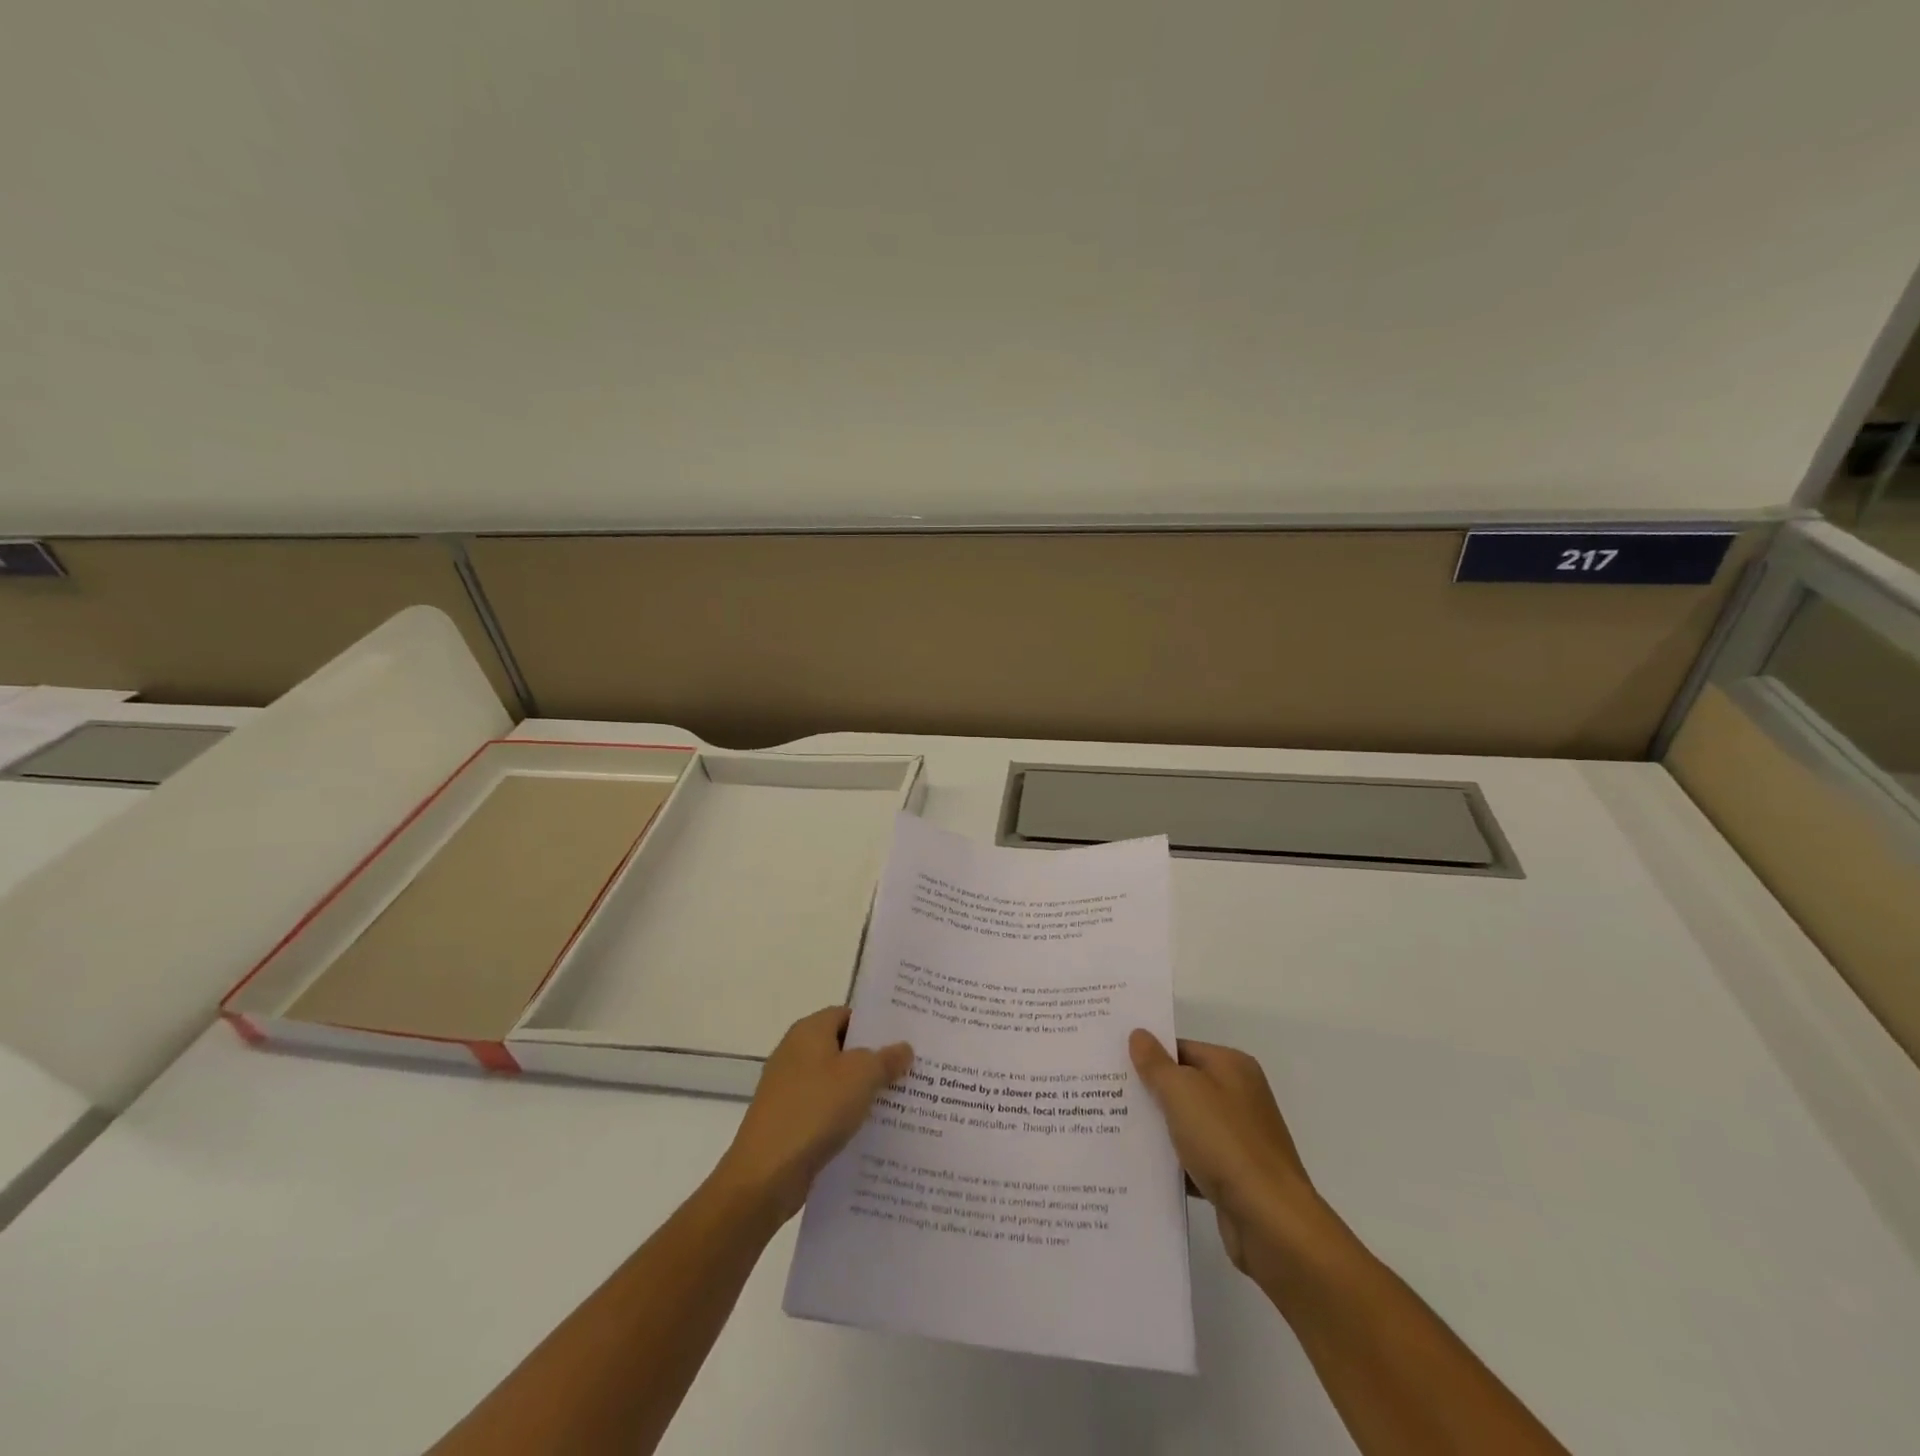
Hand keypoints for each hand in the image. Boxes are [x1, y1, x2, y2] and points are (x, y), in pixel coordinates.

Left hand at [712, 1006, 911, 1226]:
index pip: (847, 1014)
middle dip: (874, 1059)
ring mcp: (789, 1089)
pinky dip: (846, 1116)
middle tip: (911, 1069)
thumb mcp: (861, 1076)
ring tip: (900, 1101)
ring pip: (835, 1082)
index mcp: (809, 1031)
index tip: (904, 1037)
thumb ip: (885, 1059)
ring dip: (862, 1091)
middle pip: (842, 1048)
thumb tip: (903, 1048)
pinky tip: (872, 1131)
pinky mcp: (788, 1122)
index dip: (876, 1024)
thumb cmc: (815, 1110)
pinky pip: (825, 1110)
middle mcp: (795, 1053)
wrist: (765, 1175)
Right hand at [1129, 1030, 1332, 1283]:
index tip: (1111, 1063)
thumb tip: (1139, 1034)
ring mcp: (1238, 1138)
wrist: (1271, 1223)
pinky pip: (1193, 1159)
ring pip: (1186, 1124)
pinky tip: (1139, 1168)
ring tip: (1111, 1130)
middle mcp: (1238, 1096)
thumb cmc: (1225, 1143)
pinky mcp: (1234, 1175)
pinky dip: (1172, 1163)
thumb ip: (1156, 1064)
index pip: (1180, 1048)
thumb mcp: (1182, 1092)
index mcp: (1232, 1067)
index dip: (1147, 1054)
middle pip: (1182, 1085)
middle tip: (1103, 1094)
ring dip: (1157, 1130)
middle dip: (1148, 1092)